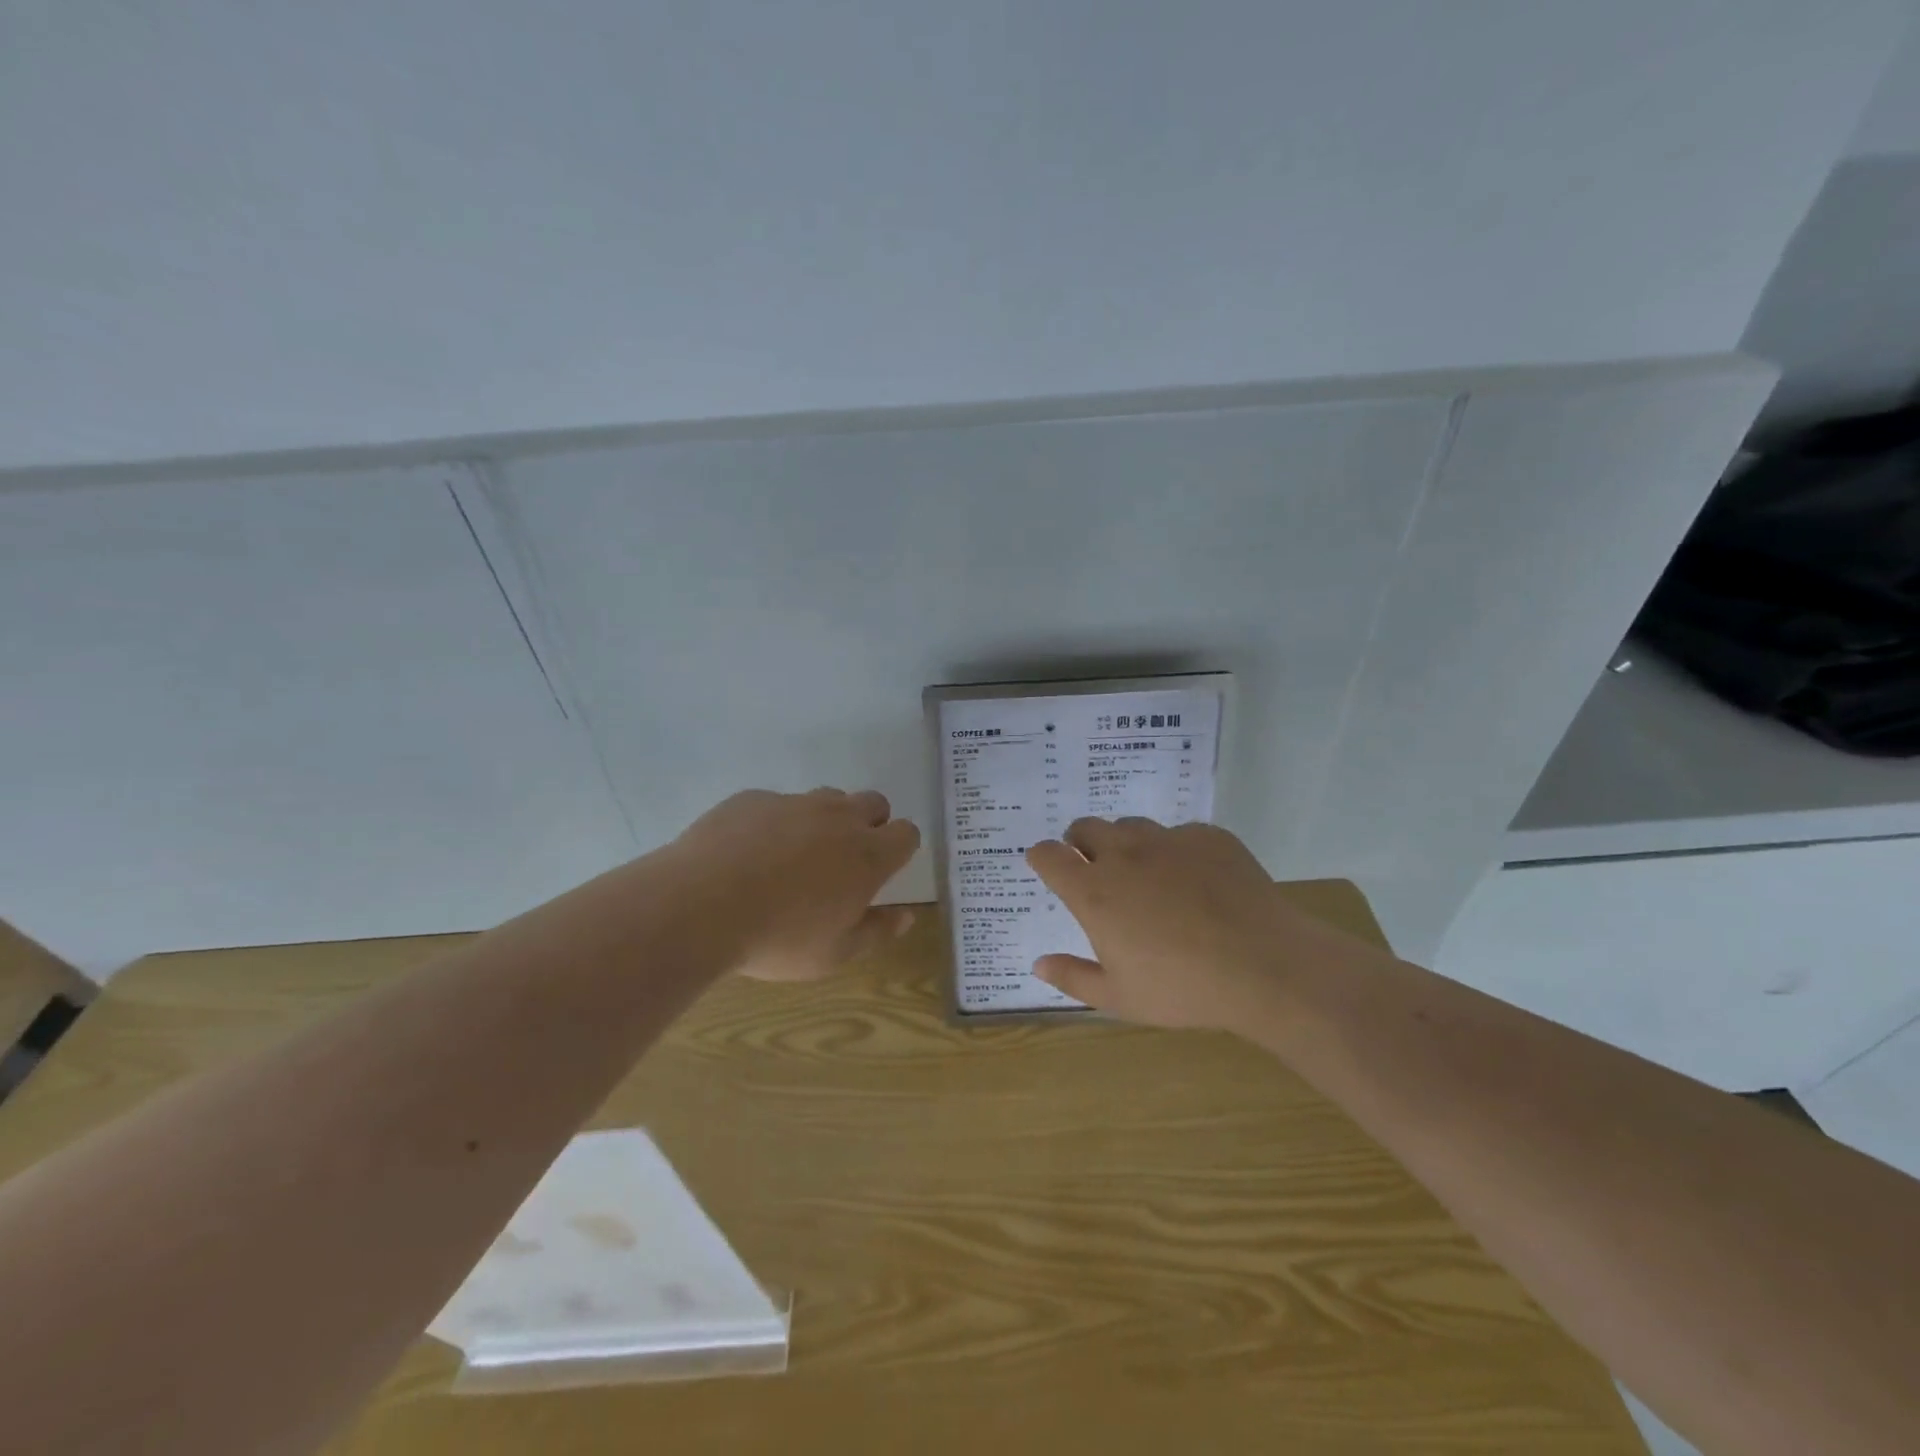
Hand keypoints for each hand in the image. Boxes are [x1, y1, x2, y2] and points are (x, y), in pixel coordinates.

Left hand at [668, 788, 919, 980]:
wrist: (700, 905)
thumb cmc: (778, 938)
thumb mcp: (834, 953)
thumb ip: (877, 932)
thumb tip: (906, 916)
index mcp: (867, 855)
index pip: (906, 833)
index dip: (899, 848)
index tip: (883, 870)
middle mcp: (838, 818)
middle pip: (873, 802)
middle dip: (869, 824)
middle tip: (843, 861)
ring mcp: (794, 802)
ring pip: (826, 798)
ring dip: (824, 820)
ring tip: (795, 856)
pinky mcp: (753, 798)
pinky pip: (777, 803)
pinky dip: (774, 822)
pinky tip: (748, 853)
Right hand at [1025, 817, 1309, 1028]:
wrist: (1265, 965)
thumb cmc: (1183, 989)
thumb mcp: (1120, 998)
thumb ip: (1072, 977)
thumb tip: (1038, 963)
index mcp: (1094, 892)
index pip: (1049, 855)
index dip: (1042, 857)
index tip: (1048, 866)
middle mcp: (1124, 855)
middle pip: (1086, 827)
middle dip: (1080, 842)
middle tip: (1095, 869)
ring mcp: (1169, 840)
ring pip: (1131, 825)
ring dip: (1126, 843)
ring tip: (1145, 874)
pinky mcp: (1209, 836)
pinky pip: (1180, 834)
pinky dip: (1176, 851)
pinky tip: (1196, 882)